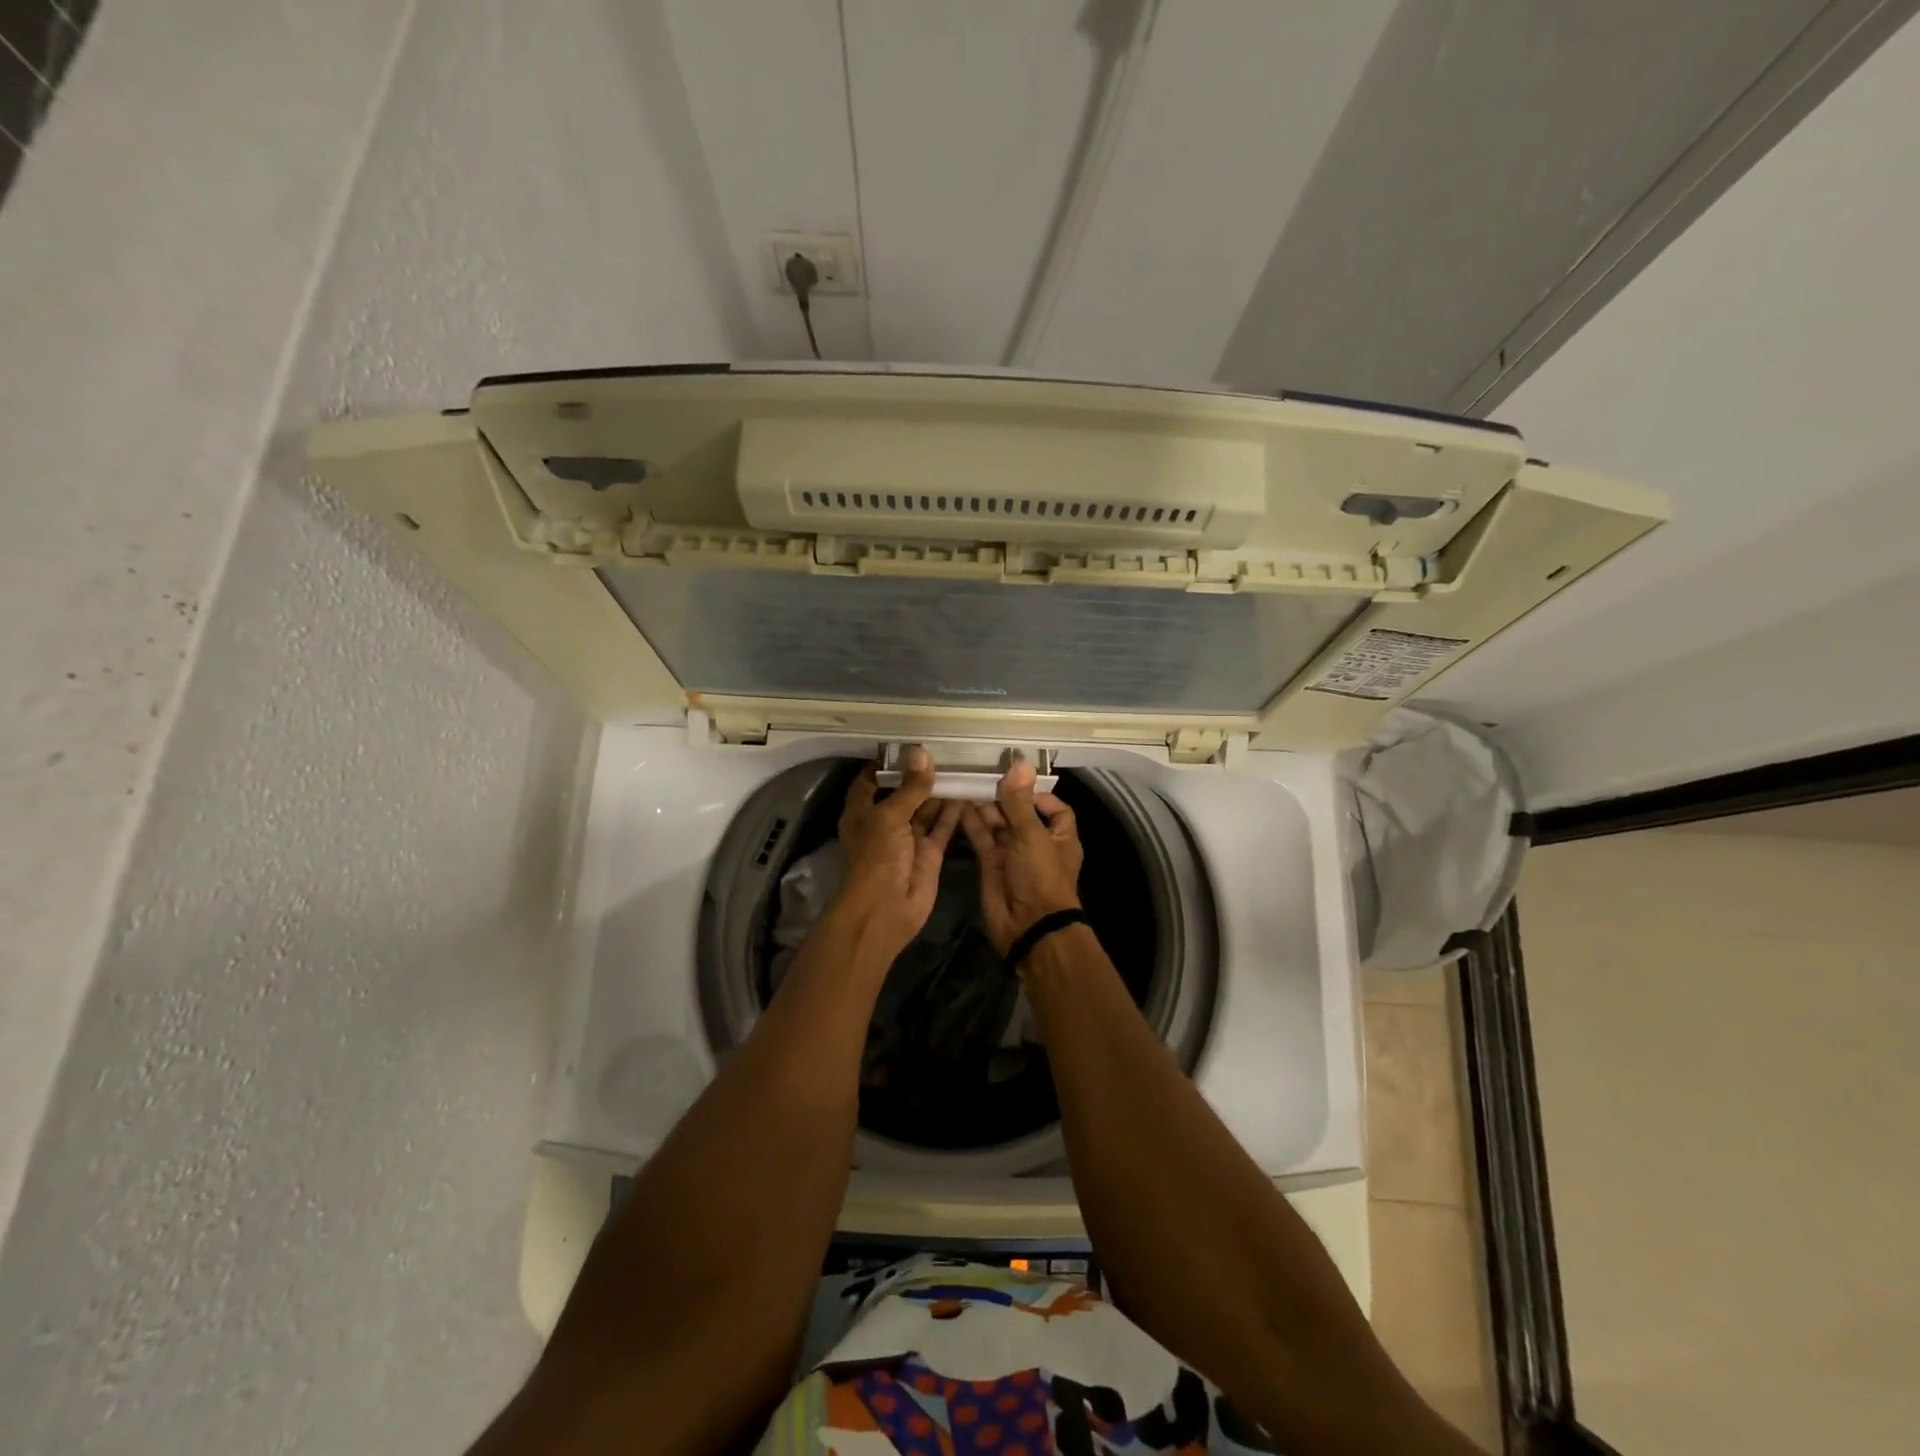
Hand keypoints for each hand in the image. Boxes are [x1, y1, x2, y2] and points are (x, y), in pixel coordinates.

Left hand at [834, 748, 962, 960]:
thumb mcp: (890, 816)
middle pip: (903, 793)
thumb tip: (921, 753)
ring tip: (961, 765)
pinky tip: (969, 791)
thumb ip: (910, 787)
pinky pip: (942, 826)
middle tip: (945, 750)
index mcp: (863, 812)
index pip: (870, 780)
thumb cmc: (877, 857)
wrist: (886, 908)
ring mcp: (908, 838)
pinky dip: (954, 811)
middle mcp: (885, 822)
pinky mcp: (929, 852)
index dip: (886, 764)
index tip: (907, 746)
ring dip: (940, 791)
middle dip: (920, 775)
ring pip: (925, 809)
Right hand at [961, 759, 1084, 955]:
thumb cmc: (1040, 877)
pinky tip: (958, 804)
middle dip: (1003, 796)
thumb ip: (1020, 802)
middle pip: (1020, 812)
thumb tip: (1019, 762)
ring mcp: (1012, 854)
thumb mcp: (1031, 836)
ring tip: (966, 783)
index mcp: (1059, 836)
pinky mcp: (991, 864)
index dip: (1038, 794)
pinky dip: (972, 823)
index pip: (1054, 808)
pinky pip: (982, 838)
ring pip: (998, 824)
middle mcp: (1036, 842)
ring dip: (984, 806)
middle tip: (981, 773)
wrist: (1028, 927)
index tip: (1016, 780)